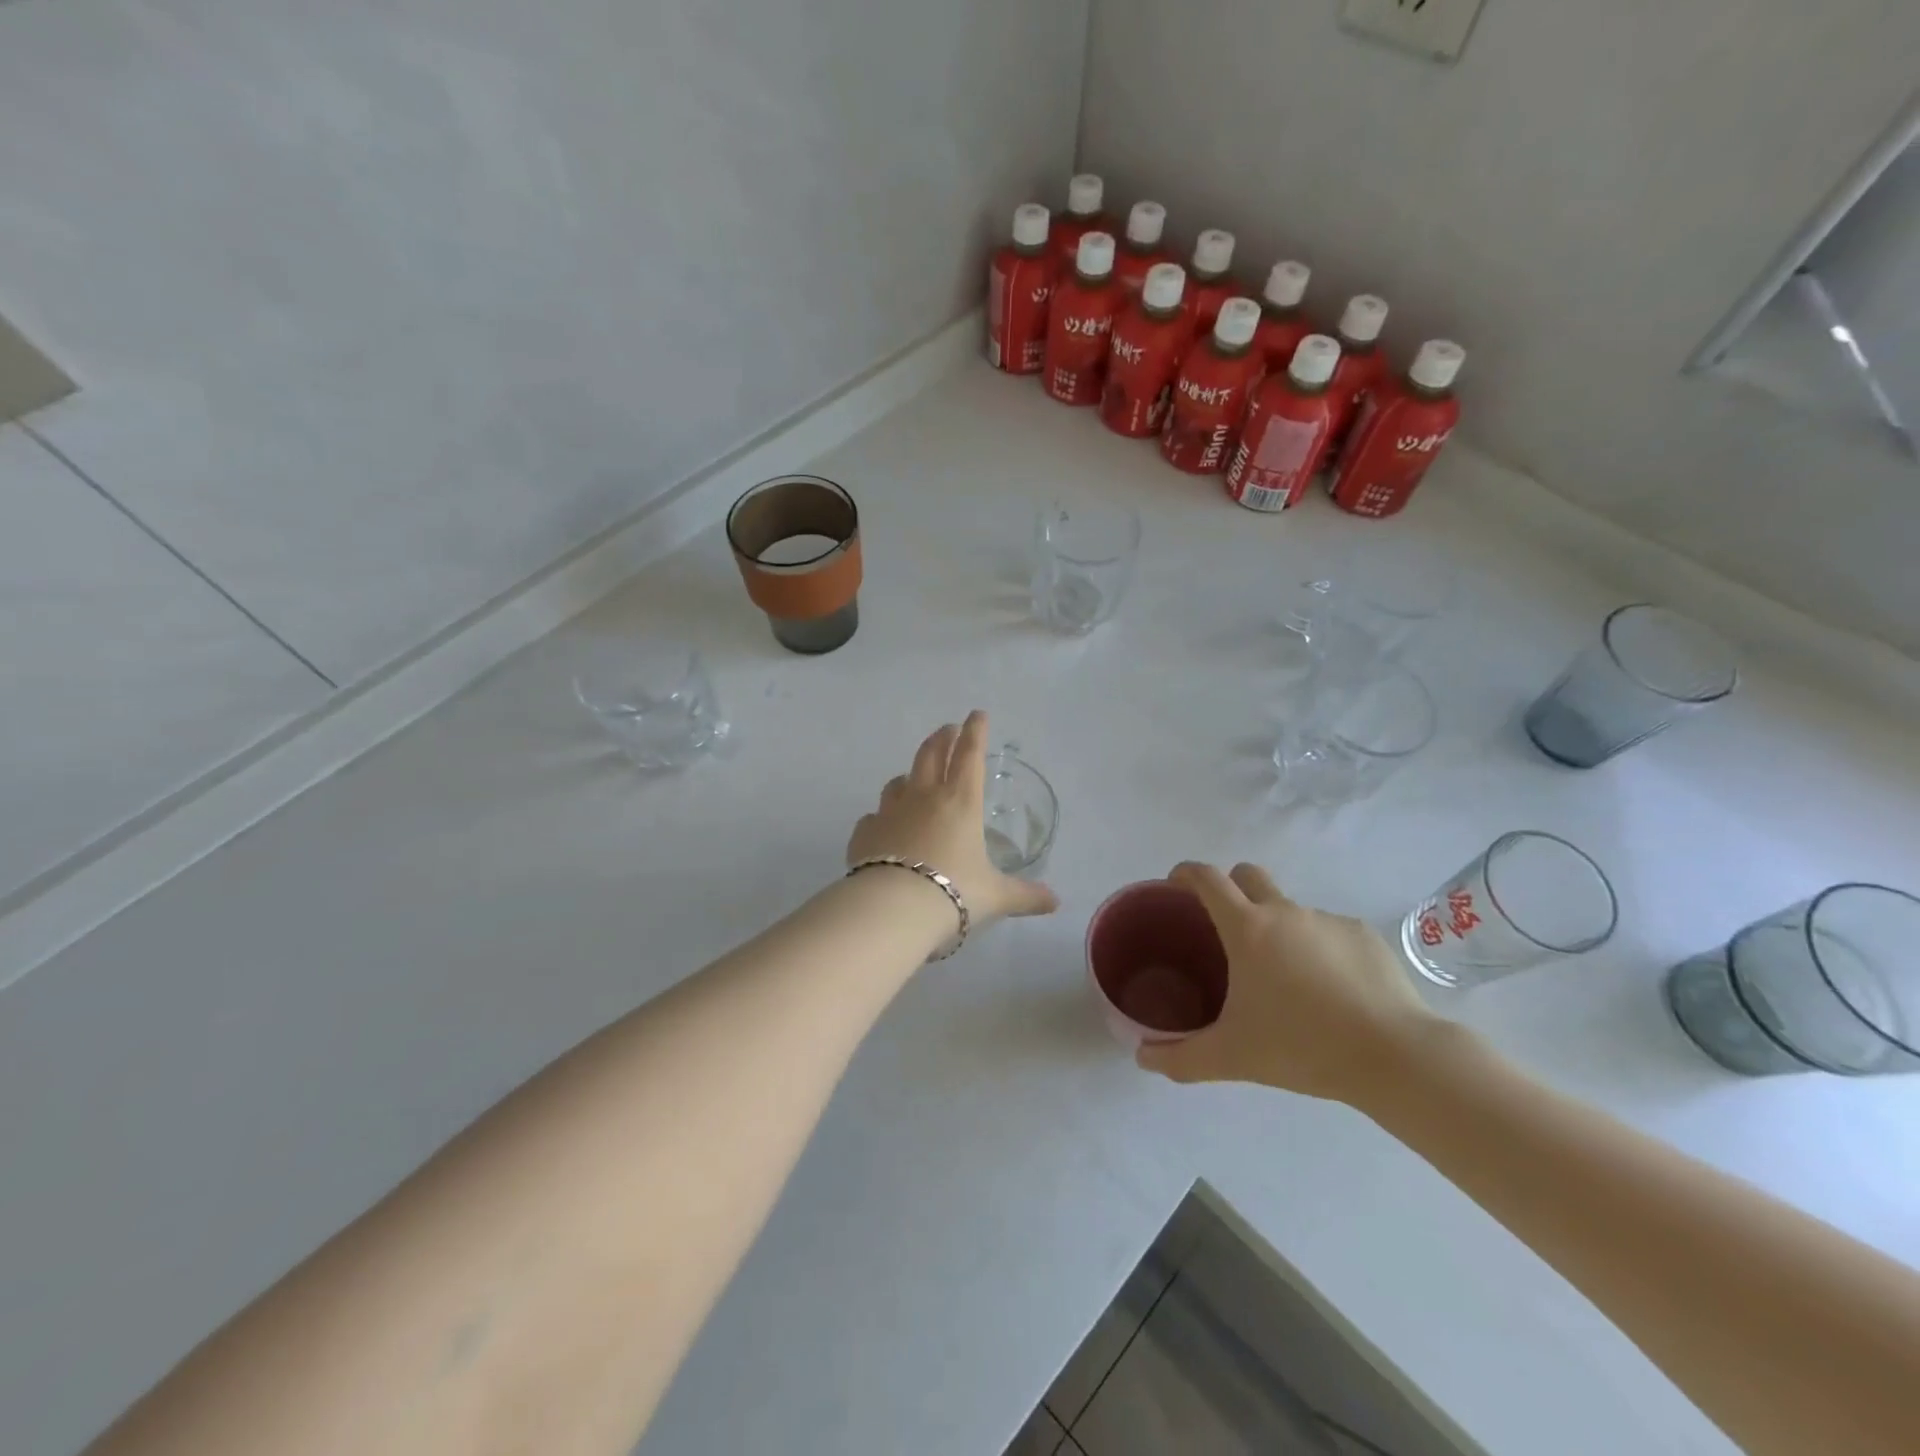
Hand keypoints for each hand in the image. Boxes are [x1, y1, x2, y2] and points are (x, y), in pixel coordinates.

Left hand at [846, 711, 1059, 927]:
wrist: (892, 909)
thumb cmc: (953, 892)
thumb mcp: (995, 896)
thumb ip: (1025, 896)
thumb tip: (1055, 903)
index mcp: (961, 802)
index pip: (970, 755)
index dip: (976, 732)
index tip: (977, 714)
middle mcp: (924, 798)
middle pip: (931, 754)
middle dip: (942, 738)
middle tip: (948, 729)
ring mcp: (890, 812)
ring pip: (898, 782)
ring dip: (910, 775)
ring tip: (914, 778)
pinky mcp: (865, 832)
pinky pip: (874, 817)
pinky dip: (882, 817)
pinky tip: (884, 827)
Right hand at [1136, 861, 1442, 1104]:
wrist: (1394, 1056)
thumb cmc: (1301, 1047)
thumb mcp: (1230, 1057)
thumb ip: (1180, 1057)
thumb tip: (1141, 1057)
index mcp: (1247, 928)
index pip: (1206, 878)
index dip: (1185, 873)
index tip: (1175, 886)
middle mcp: (1285, 911)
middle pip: (1247, 874)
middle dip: (1230, 887)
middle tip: (1226, 927)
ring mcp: (1327, 920)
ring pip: (1290, 907)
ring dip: (1277, 927)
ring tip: (1285, 977)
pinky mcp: (1363, 935)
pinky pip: (1328, 931)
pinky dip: (1318, 948)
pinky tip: (1330, 990)